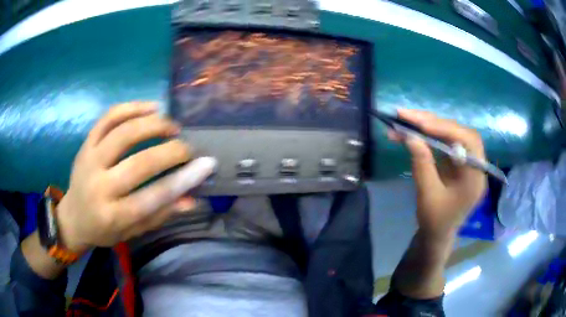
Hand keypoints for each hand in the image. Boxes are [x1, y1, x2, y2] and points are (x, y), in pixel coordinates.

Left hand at [57, 101, 215, 253]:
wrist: (73, 217)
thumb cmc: (104, 229)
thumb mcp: (132, 231)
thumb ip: (160, 215)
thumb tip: (192, 199)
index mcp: (113, 215)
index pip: (153, 197)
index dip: (183, 180)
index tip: (206, 165)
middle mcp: (99, 186)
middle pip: (139, 163)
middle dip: (171, 151)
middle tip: (188, 147)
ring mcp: (90, 160)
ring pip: (123, 133)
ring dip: (153, 124)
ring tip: (171, 125)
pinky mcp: (86, 143)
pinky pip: (108, 118)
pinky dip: (131, 108)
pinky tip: (151, 107)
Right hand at [388, 109, 486, 239]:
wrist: (437, 235)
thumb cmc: (435, 221)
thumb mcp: (427, 195)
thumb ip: (422, 164)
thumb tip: (410, 136)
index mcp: (475, 177)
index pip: (468, 142)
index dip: (445, 129)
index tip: (421, 124)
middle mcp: (475, 164)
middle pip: (459, 133)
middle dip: (433, 122)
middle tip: (406, 116)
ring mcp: (466, 161)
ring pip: (451, 134)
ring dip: (429, 125)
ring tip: (405, 120)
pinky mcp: (457, 160)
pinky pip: (446, 141)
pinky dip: (429, 134)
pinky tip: (415, 131)